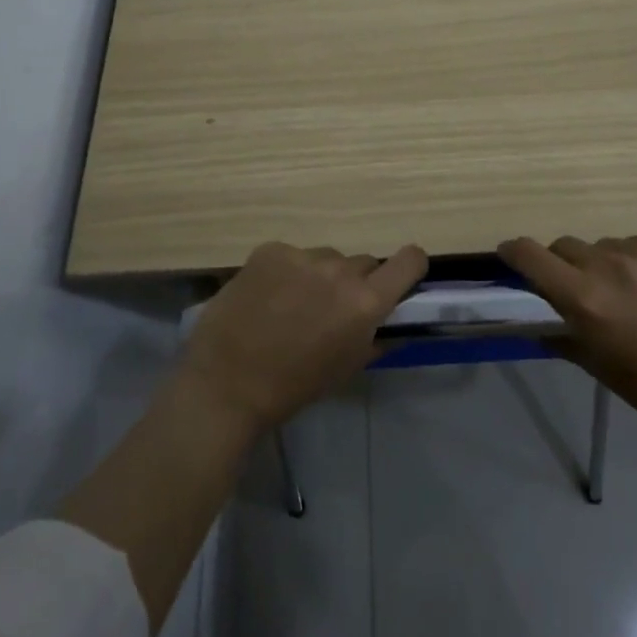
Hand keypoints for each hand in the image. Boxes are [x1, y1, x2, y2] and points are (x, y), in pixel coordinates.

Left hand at [178, 241, 428, 435]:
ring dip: (319, 276)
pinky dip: (286, 272)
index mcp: (365, 302)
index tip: (399, 279)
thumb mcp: (348, 368)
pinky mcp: (270, 250)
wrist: (226, 384)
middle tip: (331, 309)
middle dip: (355, 283)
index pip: (410, 260)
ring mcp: (302, 256)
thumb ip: (378, 338)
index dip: (410, 267)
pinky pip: (292, 255)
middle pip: (363, 263)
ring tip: (292, 305)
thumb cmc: (294, 386)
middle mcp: (340, 270)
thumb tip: (395, 323)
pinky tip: (266, 296)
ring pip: (326, 258)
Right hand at [498, 235, 636, 448]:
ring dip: (607, 263)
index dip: (514, 252)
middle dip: (565, 264)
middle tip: (582, 289)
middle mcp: (612, 267)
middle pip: (567, 245)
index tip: (511, 256)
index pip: (531, 255)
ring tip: (631, 293)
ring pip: (609, 245)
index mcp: (585, 299)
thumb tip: (537, 321)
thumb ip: (560, 334)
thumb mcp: (595, 364)